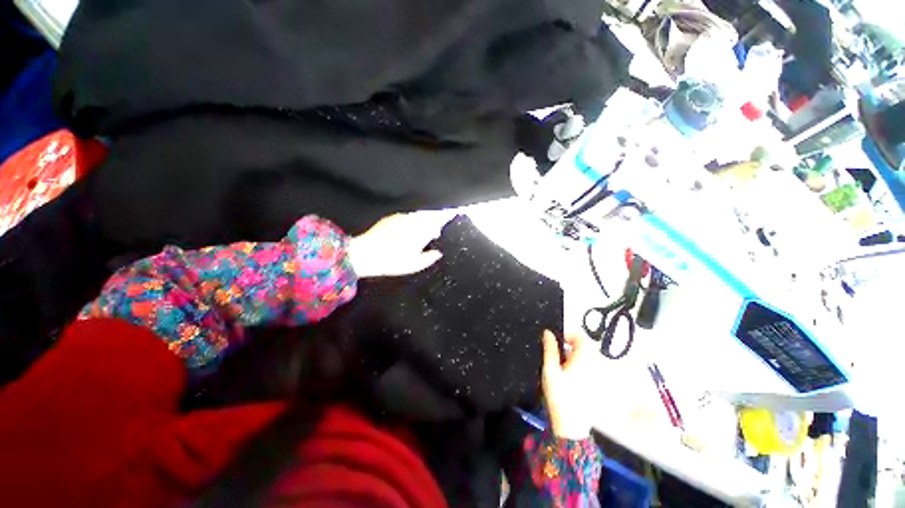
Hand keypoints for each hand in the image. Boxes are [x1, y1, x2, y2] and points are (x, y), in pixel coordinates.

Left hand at [348, 210, 455, 277]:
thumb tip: (438, 253)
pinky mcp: (392, 217)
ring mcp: (402, 217)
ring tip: (422, 232)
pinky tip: (408, 231)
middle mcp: (413, 220)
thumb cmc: (392, 261)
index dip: (447, 215)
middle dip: (436, 219)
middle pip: (430, 214)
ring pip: (419, 215)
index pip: (438, 219)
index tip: (454, 213)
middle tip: (436, 231)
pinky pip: (408, 216)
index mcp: (421, 231)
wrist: (365, 254)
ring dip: (424, 220)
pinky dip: (413, 221)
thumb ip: (429, 258)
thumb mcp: (414, 265)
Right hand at [542, 330, 596, 439]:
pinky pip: (587, 366)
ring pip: (585, 356)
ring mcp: (595, 375)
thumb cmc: (559, 395)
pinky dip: (576, 364)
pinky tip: (566, 375)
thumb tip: (548, 333)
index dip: (568, 335)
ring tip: (559, 365)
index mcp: (583, 359)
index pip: (581, 337)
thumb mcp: (550, 370)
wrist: (571, 424)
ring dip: (572, 355)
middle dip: (569, 345)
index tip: (556, 341)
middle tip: (555, 354)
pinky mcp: (595, 384)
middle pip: (584, 346)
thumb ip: (549, 349)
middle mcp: (593, 365)